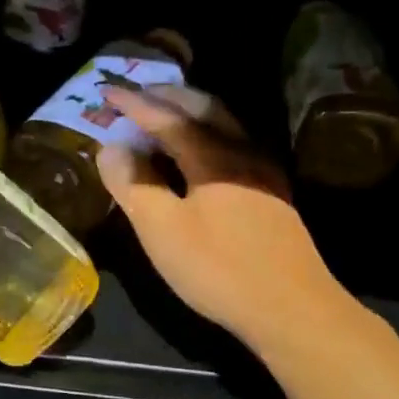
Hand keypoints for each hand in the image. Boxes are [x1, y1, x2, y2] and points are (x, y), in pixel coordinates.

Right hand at [96, 86, 341, 350]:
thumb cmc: (219, 270)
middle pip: (204, 109)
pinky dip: (209, 134)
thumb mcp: (163, 231)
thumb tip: (112, 147)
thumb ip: (134, 185)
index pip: (167, 118)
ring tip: (165, 114)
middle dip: (168, 96)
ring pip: (225, 125)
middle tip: (138, 93)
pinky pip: (235, 145)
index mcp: (213, 157)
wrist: (292, 309)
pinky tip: (202, 154)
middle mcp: (242, 153)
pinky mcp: (273, 194)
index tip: (106, 90)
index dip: (134, 104)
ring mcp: (264, 173)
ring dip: (191, 112)